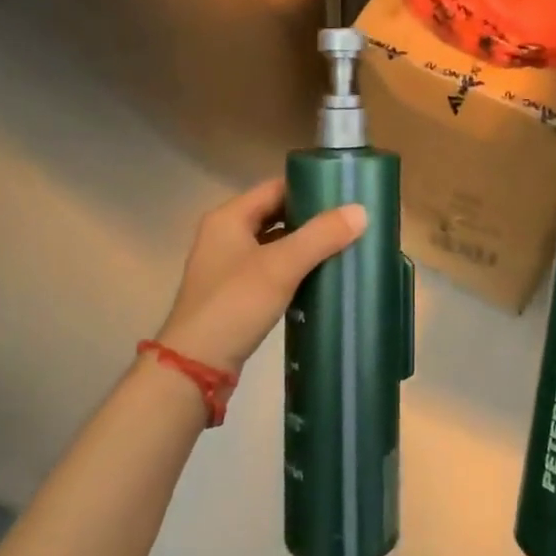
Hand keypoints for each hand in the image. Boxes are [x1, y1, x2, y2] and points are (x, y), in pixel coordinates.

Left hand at [154, 178, 366, 374]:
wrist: (195, 368)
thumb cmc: (234, 305)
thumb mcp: (281, 266)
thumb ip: (320, 236)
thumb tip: (361, 211)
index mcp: (229, 217)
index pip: (275, 188)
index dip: (309, 187)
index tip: (344, 194)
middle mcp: (225, 235)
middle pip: (275, 214)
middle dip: (310, 218)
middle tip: (349, 222)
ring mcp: (227, 266)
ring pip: (274, 244)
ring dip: (303, 245)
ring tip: (342, 247)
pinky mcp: (234, 294)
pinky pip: (270, 270)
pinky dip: (293, 269)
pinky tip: (319, 278)